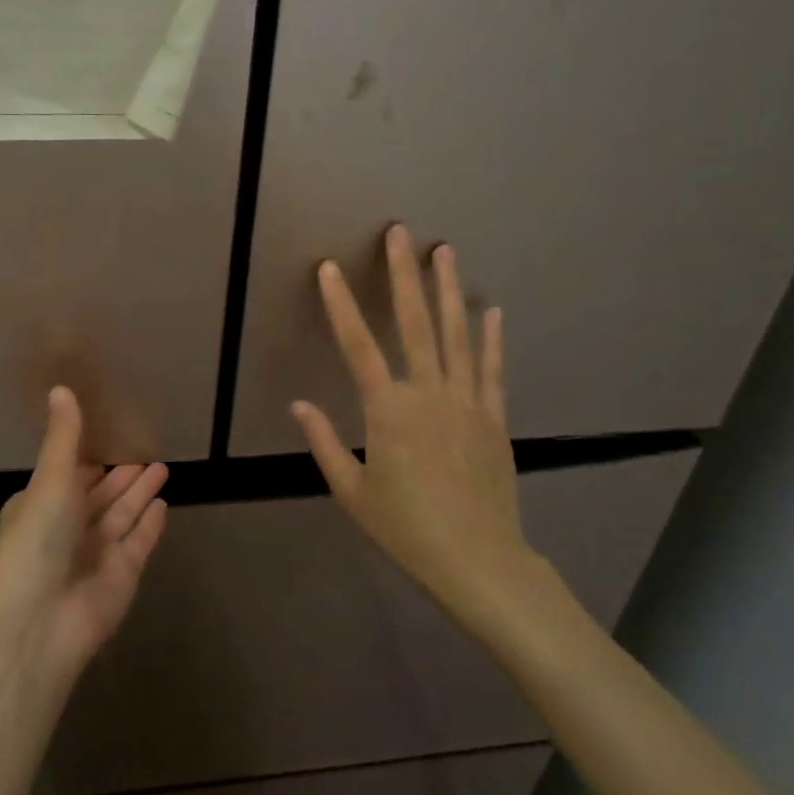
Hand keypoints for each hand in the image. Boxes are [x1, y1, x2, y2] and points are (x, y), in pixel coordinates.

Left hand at [0, 387, 168, 682]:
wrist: (38, 621)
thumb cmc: (37, 540)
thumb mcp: (50, 479)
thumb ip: (64, 436)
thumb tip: (60, 387)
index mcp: (43, 504)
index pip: (71, 474)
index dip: (89, 456)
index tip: (111, 434)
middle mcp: (69, 527)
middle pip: (101, 494)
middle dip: (122, 474)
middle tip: (146, 450)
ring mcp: (96, 553)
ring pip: (123, 514)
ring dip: (140, 492)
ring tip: (162, 466)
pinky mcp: (122, 575)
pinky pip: (140, 541)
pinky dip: (150, 524)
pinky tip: (164, 504)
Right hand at [292, 224, 537, 628]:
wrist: (479, 562)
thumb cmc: (406, 529)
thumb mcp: (351, 492)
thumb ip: (323, 443)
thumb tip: (299, 404)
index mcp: (387, 410)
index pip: (357, 344)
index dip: (340, 303)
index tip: (329, 267)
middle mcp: (428, 392)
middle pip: (413, 322)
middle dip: (404, 274)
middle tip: (401, 232)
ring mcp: (467, 401)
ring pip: (456, 334)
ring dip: (448, 289)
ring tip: (445, 250)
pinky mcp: (494, 417)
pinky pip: (491, 368)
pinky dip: (491, 337)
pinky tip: (491, 309)